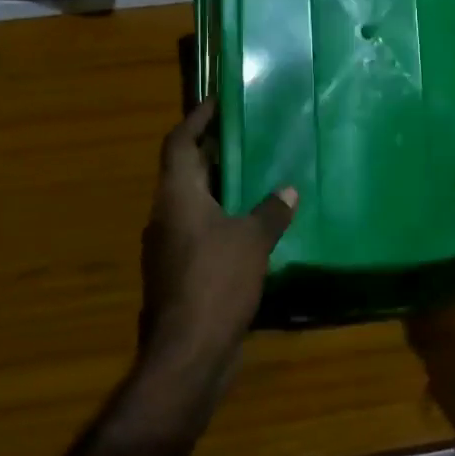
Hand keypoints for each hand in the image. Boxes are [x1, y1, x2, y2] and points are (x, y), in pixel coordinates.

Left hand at [139, 99, 296, 371]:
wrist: (188, 353)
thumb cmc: (217, 282)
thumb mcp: (253, 240)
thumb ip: (271, 211)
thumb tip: (288, 188)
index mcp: (177, 196)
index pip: (179, 143)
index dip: (196, 119)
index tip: (217, 101)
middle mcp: (166, 215)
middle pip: (186, 171)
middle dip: (213, 152)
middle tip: (247, 136)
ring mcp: (169, 247)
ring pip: (194, 204)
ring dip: (220, 188)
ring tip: (256, 176)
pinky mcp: (179, 274)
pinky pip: (201, 232)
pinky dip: (223, 220)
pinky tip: (253, 226)